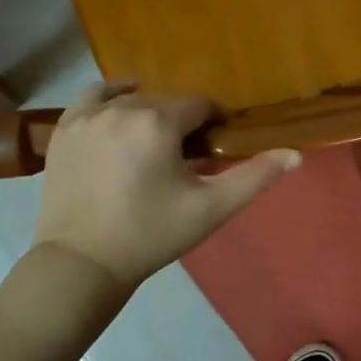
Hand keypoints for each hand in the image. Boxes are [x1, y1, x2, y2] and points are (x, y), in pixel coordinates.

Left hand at [32, 83, 299, 288]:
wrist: (82, 262)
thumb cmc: (151, 235)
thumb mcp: (210, 209)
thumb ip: (255, 177)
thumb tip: (295, 154)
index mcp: (159, 122)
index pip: (200, 105)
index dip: (213, 123)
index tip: (214, 147)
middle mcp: (122, 108)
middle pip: (166, 102)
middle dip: (181, 123)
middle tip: (184, 157)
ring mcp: (88, 115)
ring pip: (131, 98)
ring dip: (148, 112)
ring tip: (151, 143)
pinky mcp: (64, 129)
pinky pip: (93, 97)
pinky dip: (110, 99)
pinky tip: (119, 111)